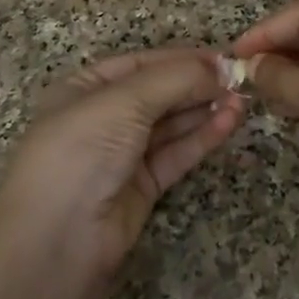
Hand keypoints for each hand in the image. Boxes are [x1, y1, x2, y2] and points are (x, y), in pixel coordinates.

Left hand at [0, 48, 244, 278]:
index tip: (223, 57)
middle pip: (159, 92)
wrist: (57, 241)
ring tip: (242, 100)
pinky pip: (176, 153)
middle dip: (197, 84)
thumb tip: (219, 67)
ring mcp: (122, 154)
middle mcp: (102, 117)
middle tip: (240, 80)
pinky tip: (229, 123)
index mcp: (84, 88)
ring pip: (171, 124)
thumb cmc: (80, 152)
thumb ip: (174, 79)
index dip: (181, 58)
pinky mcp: (142, 186)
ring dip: (205, 109)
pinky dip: (202, 137)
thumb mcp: (123, 102)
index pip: (141, 64)